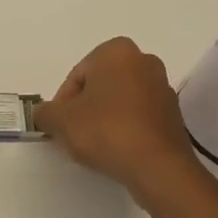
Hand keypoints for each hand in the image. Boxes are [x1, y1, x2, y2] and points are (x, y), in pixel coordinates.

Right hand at [35, 37, 205, 198]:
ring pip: (120, 101)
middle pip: (99, 86)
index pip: (77, 76)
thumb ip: (44, 112)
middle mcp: (144, 61)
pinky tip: (116, 150)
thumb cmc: (105, 130)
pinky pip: (138, 116)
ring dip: (104, 118)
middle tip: (73, 134)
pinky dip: (125, 128)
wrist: (157, 166)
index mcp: (116, 51)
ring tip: (94, 145)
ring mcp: (163, 88)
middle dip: (84, 108)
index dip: (63, 103)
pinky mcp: (174, 114)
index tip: (60, 125)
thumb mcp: (60, 121)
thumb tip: (44, 114)